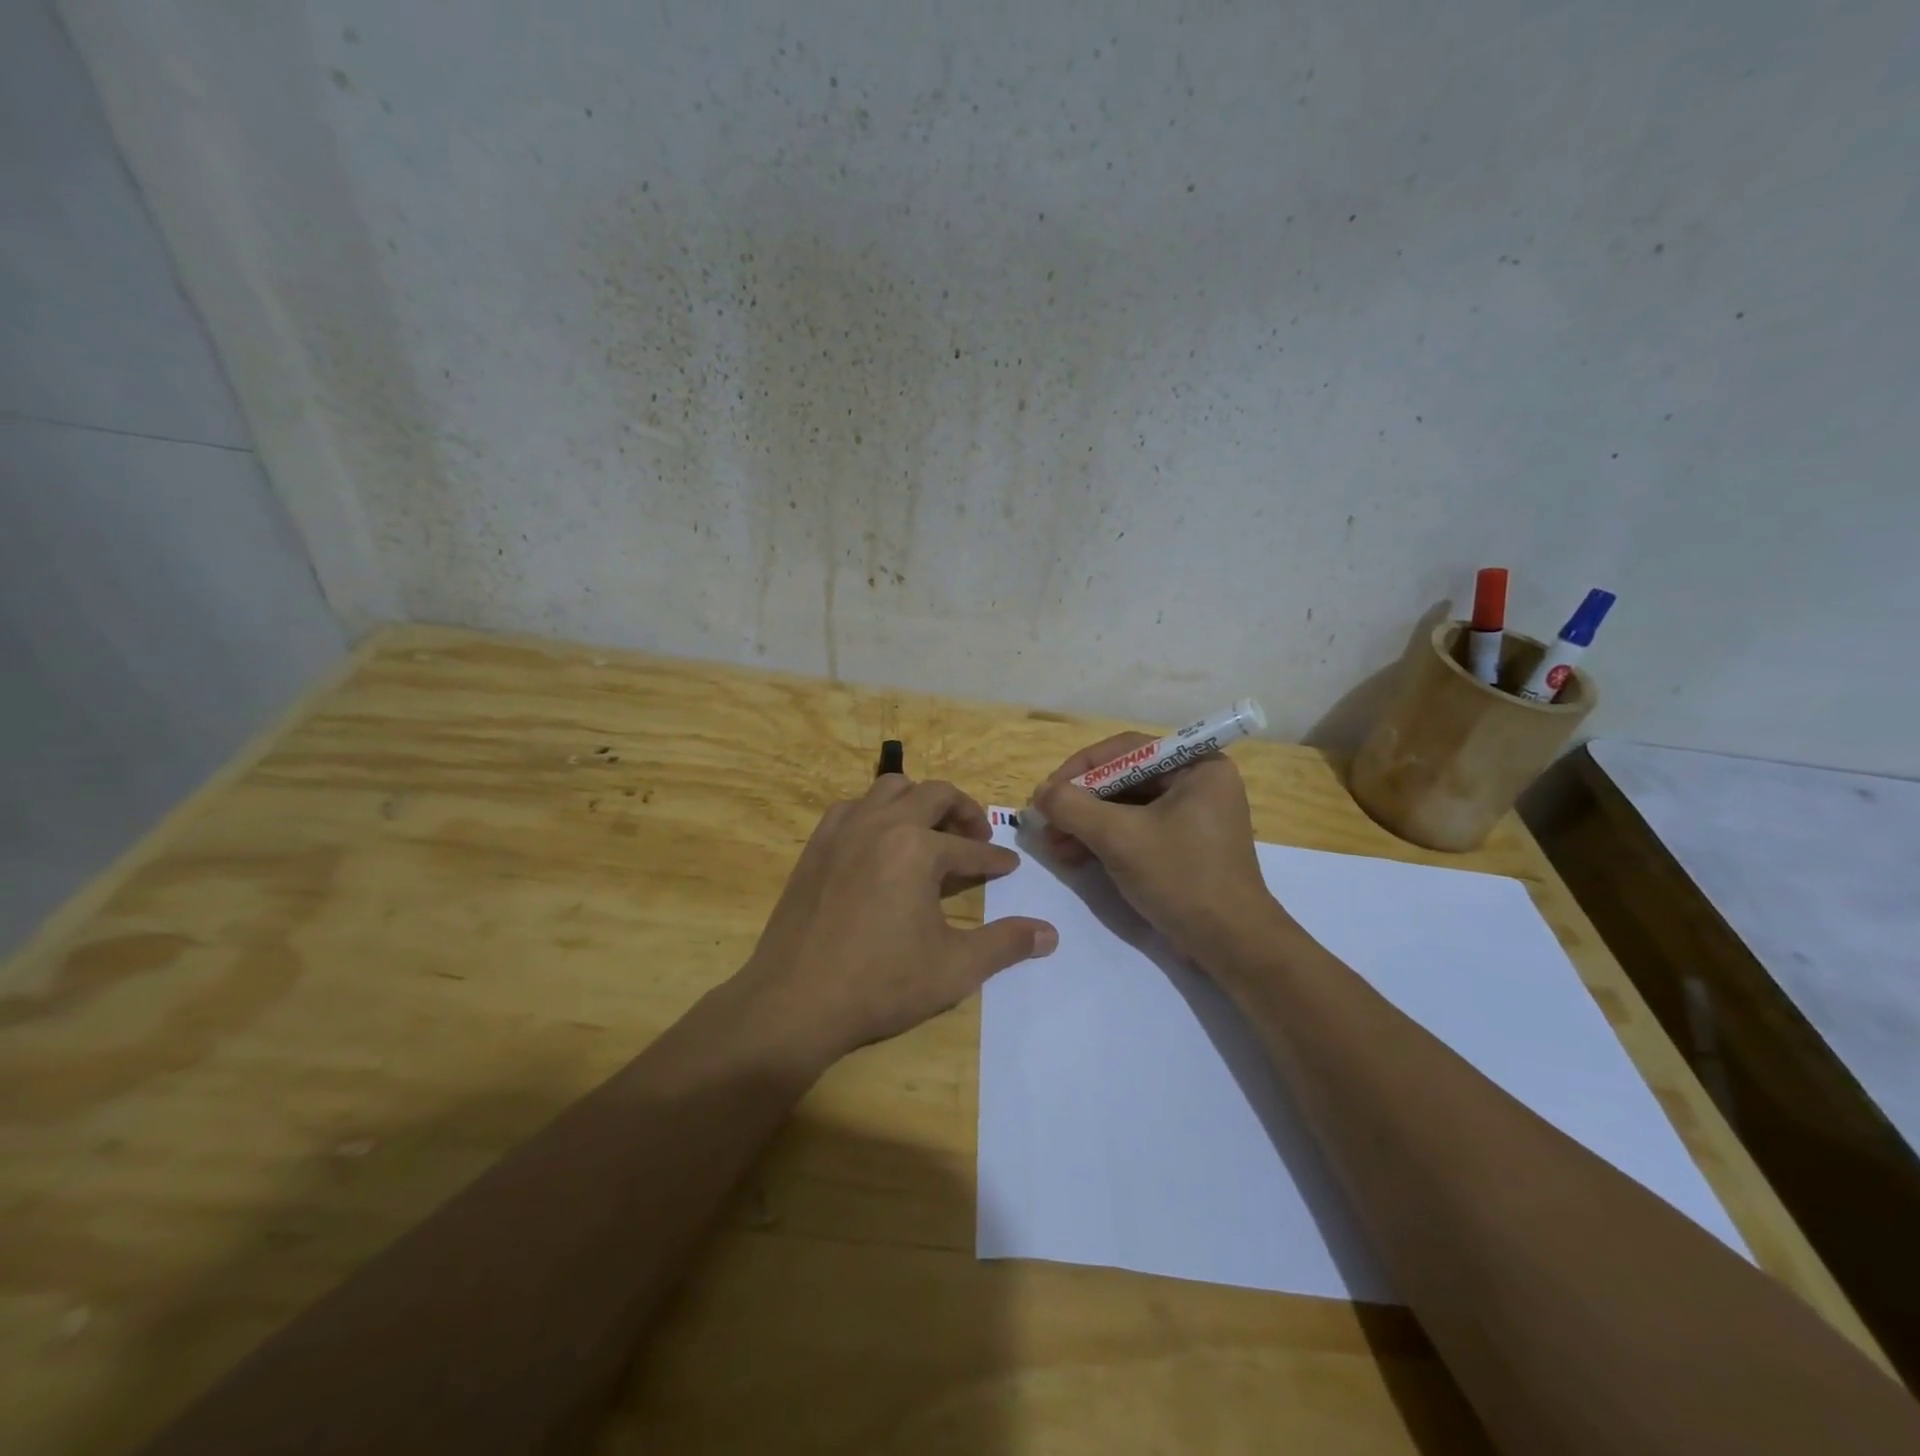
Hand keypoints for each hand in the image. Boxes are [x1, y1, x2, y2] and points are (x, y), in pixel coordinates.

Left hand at [733, 776, 1056, 1065]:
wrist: (794, 1002)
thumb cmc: (880, 984)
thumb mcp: (954, 968)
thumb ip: (1005, 945)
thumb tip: (1049, 935)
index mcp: (917, 848)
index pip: (969, 847)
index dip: (995, 858)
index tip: (1009, 866)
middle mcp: (881, 824)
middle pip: (934, 795)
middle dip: (963, 812)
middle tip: (977, 837)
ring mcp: (843, 830)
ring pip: (890, 788)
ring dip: (919, 801)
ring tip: (931, 831)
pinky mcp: (816, 844)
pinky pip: (854, 807)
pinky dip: (877, 812)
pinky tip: (881, 843)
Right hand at [1032, 736, 1285, 961]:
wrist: (1230, 944)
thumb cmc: (1181, 877)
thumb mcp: (1120, 837)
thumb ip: (1073, 807)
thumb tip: (1040, 793)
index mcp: (1197, 766)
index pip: (1127, 751)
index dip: (1081, 768)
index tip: (1047, 792)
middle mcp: (1197, 783)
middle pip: (1124, 779)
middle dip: (1081, 802)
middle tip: (1046, 822)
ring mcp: (1191, 816)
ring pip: (1125, 807)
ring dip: (1086, 824)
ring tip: (1053, 846)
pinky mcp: (1182, 845)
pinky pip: (1135, 830)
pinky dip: (1104, 840)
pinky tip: (1073, 857)